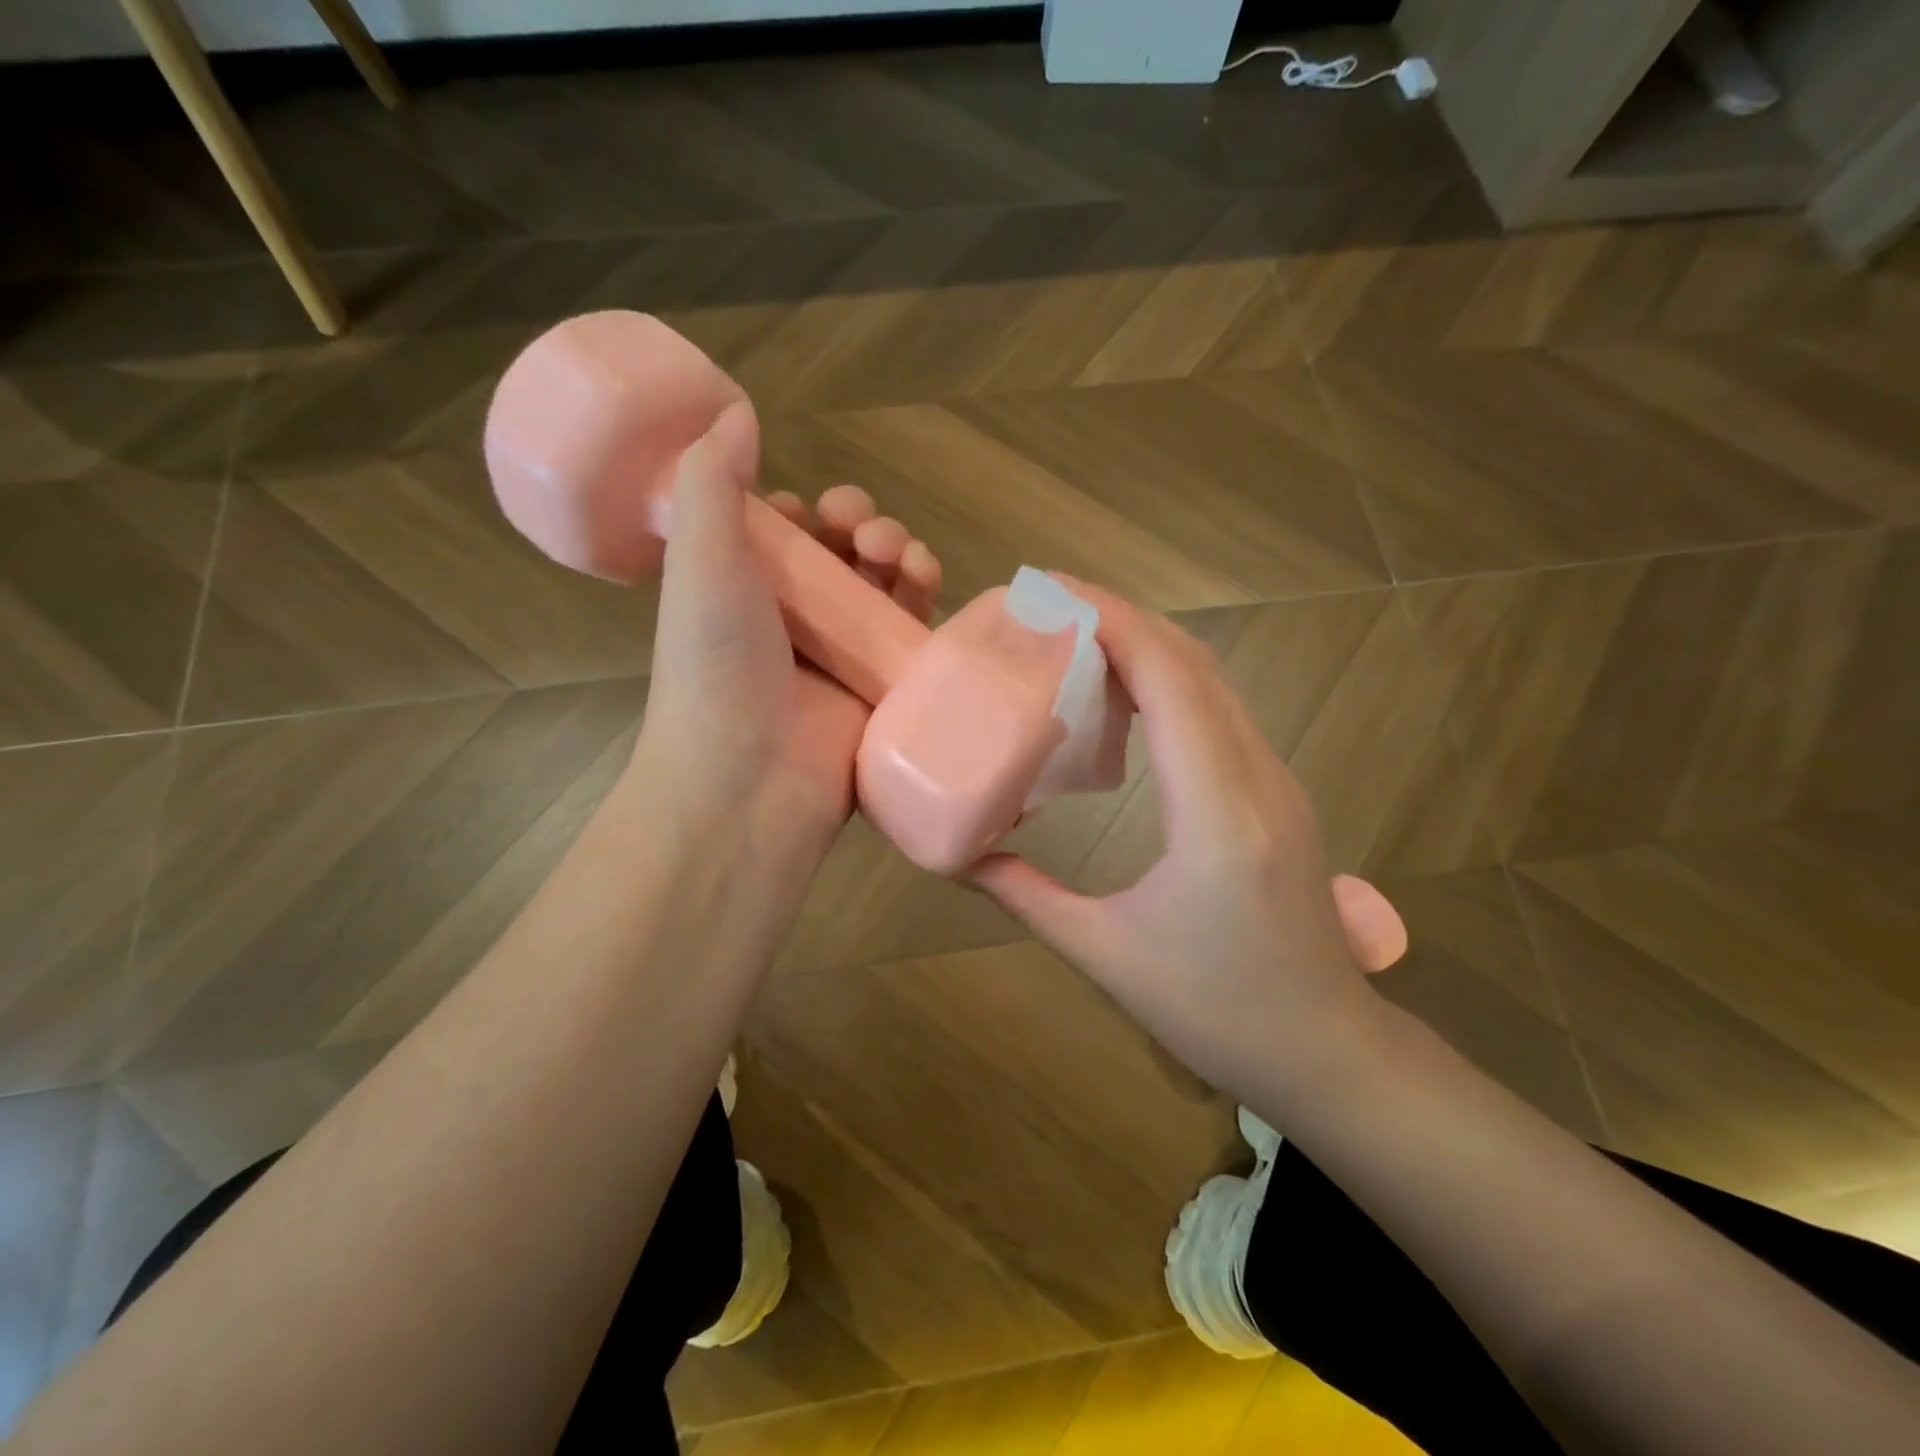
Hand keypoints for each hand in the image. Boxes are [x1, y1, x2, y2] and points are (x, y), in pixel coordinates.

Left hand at [635, 404, 941, 860]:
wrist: (748, 782)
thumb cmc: (717, 665)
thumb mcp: (700, 560)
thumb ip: (710, 482)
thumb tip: (733, 411)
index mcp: (744, 593)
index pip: (789, 539)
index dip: (808, 515)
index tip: (813, 511)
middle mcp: (794, 625)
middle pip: (844, 559)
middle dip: (863, 529)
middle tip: (864, 531)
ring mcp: (841, 660)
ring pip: (884, 590)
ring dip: (899, 555)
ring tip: (900, 555)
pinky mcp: (883, 690)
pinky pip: (913, 635)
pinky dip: (923, 601)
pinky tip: (928, 581)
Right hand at [972, 585, 1393, 1100]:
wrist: (1327, 1052)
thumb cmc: (1215, 1011)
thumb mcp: (1105, 954)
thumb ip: (1025, 896)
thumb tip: (959, 856)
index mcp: (1216, 812)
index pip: (1170, 680)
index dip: (1112, 623)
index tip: (1050, 593)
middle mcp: (1255, 777)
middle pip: (1193, 662)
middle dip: (1121, 618)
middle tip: (1047, 603)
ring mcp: (1275, 780)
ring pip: (1212, 680)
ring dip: (1146, 644)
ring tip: (1074, 637)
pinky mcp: (1275, 791)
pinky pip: (1220, 711)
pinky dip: (1168, 680)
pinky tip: (1122, 696)